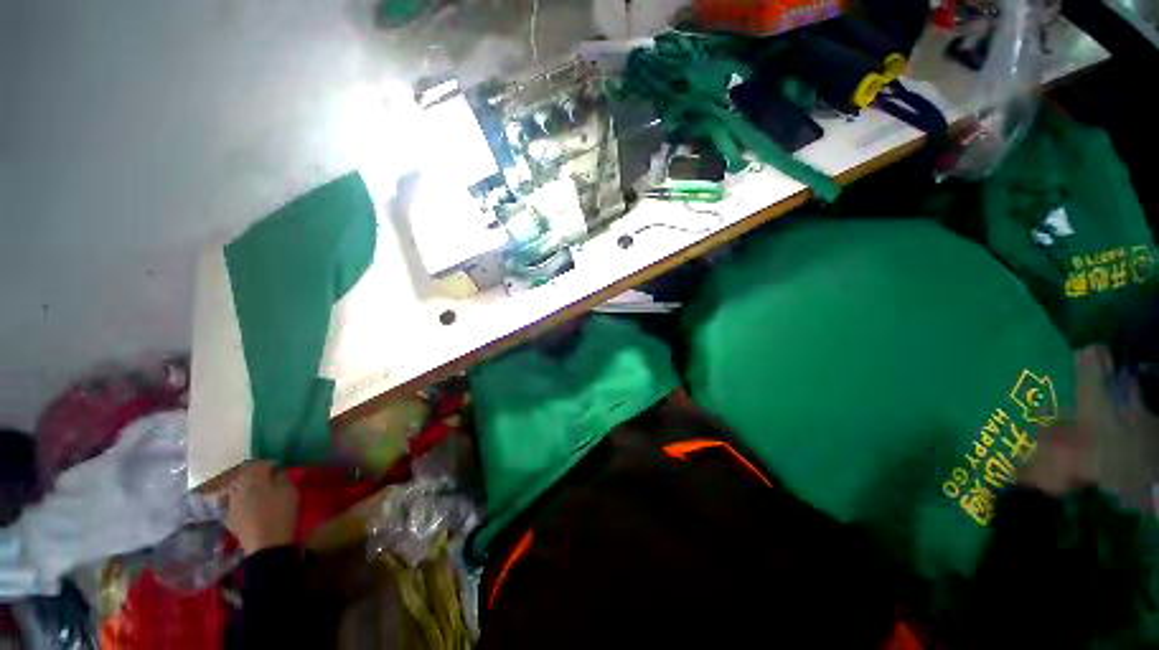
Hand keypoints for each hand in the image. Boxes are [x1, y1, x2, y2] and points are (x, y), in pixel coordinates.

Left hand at [225, 462, 298, 554]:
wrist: (266, 542)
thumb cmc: (281, 511)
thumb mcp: (290, 490)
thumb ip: (282, 478)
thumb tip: (277, 473)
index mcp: (254, 477)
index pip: (261, 463)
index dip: (271, 464)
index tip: (280, 469)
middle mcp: (238, 486)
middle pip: (245, 475)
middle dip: (256, 475)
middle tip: (270, 480)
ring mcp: (230, 502)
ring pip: (237, 488)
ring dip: (247, 488)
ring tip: (259, 493)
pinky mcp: (228, 516)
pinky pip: (234, 502)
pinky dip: (242, 501)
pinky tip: (251, 507)